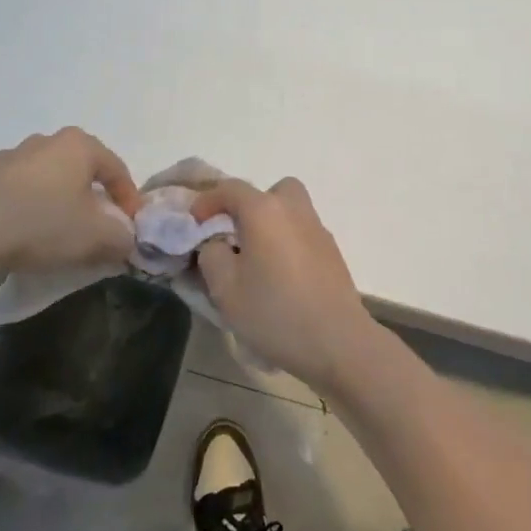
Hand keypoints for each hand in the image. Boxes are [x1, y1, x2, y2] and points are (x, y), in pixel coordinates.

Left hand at [0, 128, 140, 282]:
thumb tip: (125, 238)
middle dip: (91, 198)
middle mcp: (45, 141)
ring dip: (55, 202)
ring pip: (45, 180)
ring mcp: (8, 156)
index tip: (131, 226)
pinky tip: (19, 234)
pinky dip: (23, 208)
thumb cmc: (42, 224)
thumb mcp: (96, 237)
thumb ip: (122, 236)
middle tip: (95, 229)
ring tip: (55, 234)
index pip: (117, 169)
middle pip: (80, 170)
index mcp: (78, 145)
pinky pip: (13, 192)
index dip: (129, 199)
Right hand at [191, 176, 380, 392]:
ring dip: (270, 225)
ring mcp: (318, 229)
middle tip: (235, 235)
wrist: (337, 341)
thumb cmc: (274, 312)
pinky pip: (302, 233)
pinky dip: (287, 242)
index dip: (207, 201)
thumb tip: (217, 243)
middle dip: (249, 206)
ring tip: (256, 259)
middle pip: (270, 192)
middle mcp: (294, 210)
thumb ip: (212, 255)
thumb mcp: (225, 288)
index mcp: (265, 211)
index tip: (194, 222)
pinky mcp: (332, 252)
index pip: (230, 189)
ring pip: (289, 211)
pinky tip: (280, 277)